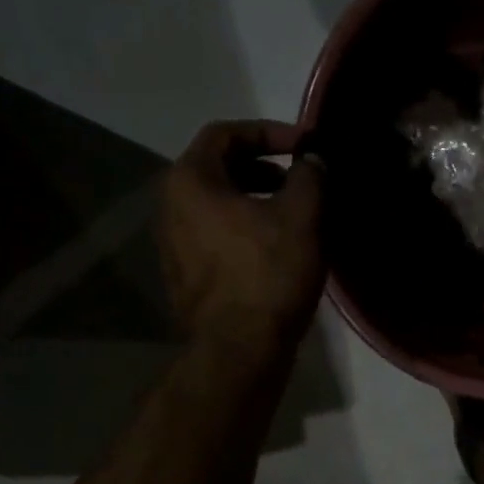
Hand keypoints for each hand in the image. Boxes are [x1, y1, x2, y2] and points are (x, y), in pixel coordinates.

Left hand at [159, 120, 324, 354]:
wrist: (238, 351)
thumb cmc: (267, 274)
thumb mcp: (301, 215)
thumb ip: (310, 175)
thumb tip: (313, 159)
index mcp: (189, 181)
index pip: (225, 133)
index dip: (268, 132)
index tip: (304, 146)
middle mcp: (170, 208)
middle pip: (219, 170)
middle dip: (263, 168)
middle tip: (300, 180)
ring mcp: (173, 247)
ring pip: (218, 207)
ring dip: (256, 202)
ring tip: (295, 215)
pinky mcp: (186, 278)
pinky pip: (216, 238)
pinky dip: (245, 231)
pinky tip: (277, 250)